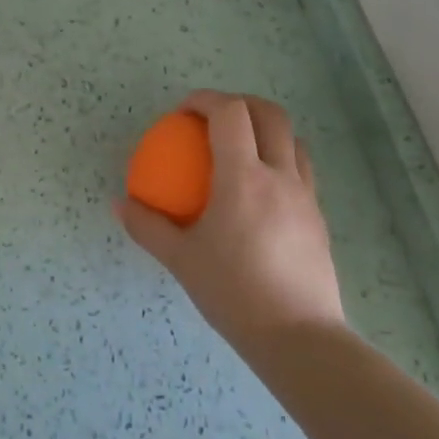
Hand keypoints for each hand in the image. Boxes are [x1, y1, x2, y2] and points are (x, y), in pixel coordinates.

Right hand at [118, 91, 344, 358]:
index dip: (205, 100)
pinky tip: (255, 191)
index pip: (230, 114)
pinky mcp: (318, 218)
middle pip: (271, 114)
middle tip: (210, 119)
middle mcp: (280, 176)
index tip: (182, 112)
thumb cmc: (233, 293)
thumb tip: (121, 204)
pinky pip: (300, 171)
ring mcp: (305, 196)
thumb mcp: (180, 259)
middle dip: (240, 102)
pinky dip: (277, 160)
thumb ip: (147, 226)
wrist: (299, 338)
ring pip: (293, 140)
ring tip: (237, 149)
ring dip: (264, 130)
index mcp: (244, 178)